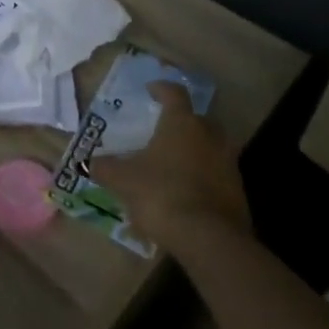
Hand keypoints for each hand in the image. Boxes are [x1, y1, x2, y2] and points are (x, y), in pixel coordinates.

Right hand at [91, 82, 251, 252]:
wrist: (209, 239)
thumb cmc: (162, 194)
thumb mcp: (124, 180)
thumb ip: (106, 168)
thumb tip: (91, 163)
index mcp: (182, 123)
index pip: (174, 93)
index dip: (161, 89)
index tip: (151, 90)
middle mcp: (209, 135)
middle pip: (197, 119)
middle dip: (181, 123)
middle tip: (163, 132)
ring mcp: (228, 163)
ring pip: (210, 148)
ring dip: (194, 152)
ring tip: (173, 167)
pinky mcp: (238, 191)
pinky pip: (217, 175)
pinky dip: (203, 178)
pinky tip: (187, 195)